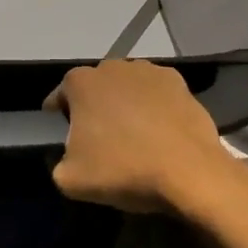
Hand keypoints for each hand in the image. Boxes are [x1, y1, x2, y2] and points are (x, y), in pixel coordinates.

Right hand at [43, 60, 237, 212]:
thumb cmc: (123, 169)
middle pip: (95, 87)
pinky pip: (156, 93)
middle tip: (99, 137)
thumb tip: (67, 159)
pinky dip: (154, 106)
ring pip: (126, 87)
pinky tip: (160, 131)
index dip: (58, 116)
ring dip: (124, 103)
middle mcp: (112, 66)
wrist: (189, 172)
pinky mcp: (179, 81)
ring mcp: (148, 70)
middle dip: (93, 107)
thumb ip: (57, 164)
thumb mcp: (70, 180)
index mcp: (80, 82)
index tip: (63, 134)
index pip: (59, 95)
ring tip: (133, 134)